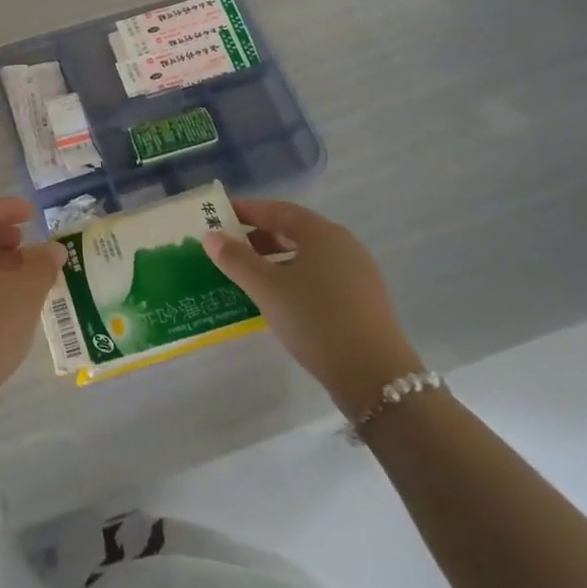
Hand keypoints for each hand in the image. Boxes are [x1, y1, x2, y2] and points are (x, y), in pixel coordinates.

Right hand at [203, 199, 422, 417]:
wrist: (375, 377)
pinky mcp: (365, 300)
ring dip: (277, 260)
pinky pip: (322, 277)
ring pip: (308, 256)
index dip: (246, 211)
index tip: (220, 215)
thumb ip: (236, 259)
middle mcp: (344, 245)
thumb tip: (210, 236)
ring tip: (250, 277)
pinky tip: (281, 300)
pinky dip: (296, 278)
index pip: (277, 210)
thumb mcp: (266, 288)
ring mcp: (359, 273)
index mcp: (322, 233)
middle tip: (231, 248)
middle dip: (260, 237)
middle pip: (295, 231)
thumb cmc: (315, 319)